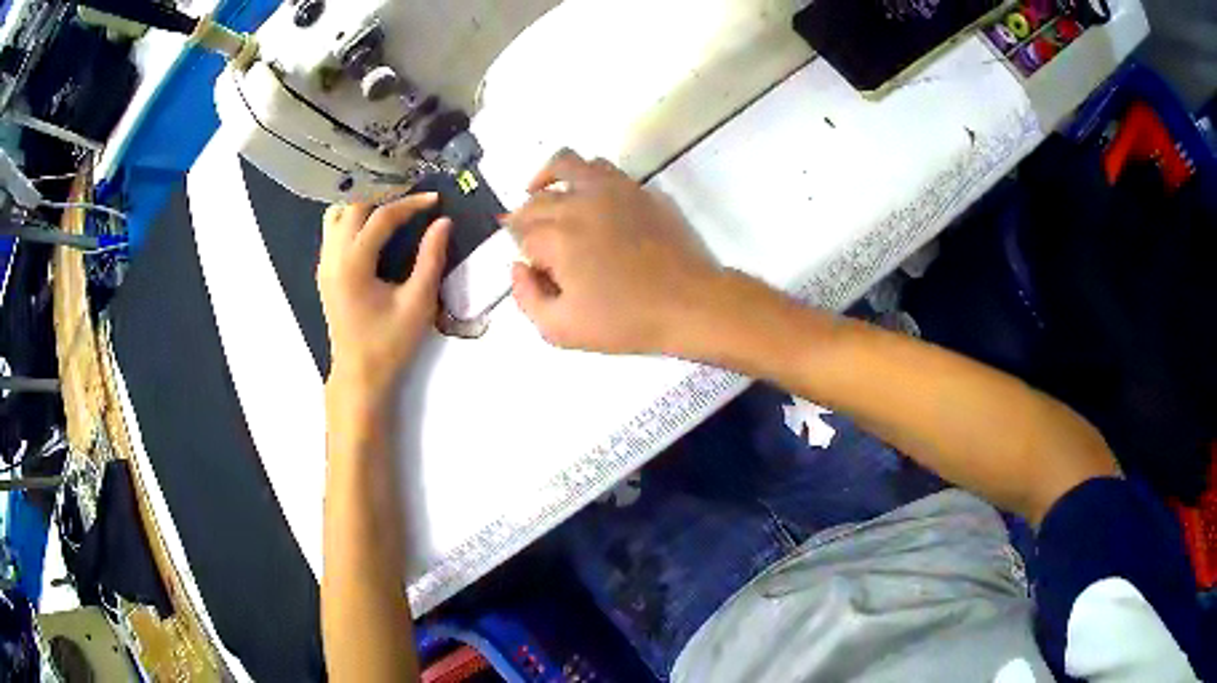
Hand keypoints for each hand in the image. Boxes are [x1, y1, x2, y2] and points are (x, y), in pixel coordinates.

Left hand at [318, 194, 449, 400]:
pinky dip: (352, 219)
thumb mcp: (418, 303)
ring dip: (362, 204)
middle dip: (384, 195)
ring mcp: (324, 264)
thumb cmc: (390, 344)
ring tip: (391, 207)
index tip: (436, 200)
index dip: (411, 203)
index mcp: (354, 264)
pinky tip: (372, 228)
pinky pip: (332, 230)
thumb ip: (431, 258)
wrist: (360, 376)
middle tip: (413, 199)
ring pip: (336, 214)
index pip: (381, 216)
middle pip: (353, 205)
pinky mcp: (324, 272)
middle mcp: (333, 257)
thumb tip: (443, 222)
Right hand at [507, 150, 719, 354]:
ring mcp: (611, 189)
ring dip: (546, 178)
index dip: (521, 250)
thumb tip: (518, 267)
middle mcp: (578, 203)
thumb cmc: (625, 321)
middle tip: (530, 237)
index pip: (520, 232)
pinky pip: (601, 167)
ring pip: (565, 163)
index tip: (533, 267)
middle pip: (536, 199)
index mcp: (557, 236)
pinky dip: (583, 175)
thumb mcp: (561, 330)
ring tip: (543, 192)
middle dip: (525, 217)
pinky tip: (585, 195)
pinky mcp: (637, 189)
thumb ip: (526, 298)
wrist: (689, 303)